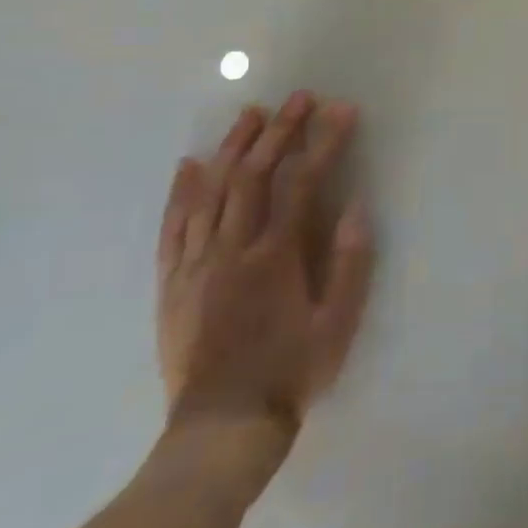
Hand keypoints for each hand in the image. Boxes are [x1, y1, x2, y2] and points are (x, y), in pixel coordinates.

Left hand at [155, 92, 372, 477]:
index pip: (301, 184)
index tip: (341, 111)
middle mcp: (231, 251)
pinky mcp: (173, 284)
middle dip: (278, 132)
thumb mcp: (338, 323)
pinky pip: (173, 228)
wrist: (222, 428)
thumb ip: (349, 263)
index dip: (322, 143)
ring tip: (250, 115)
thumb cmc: (291, 372)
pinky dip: (182, 192)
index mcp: (275, 257)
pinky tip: (189, 165)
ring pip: (211, 192)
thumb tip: (354, 207)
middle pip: (252, 176)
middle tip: (298, 99)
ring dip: (232, 148)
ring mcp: (196, 265)